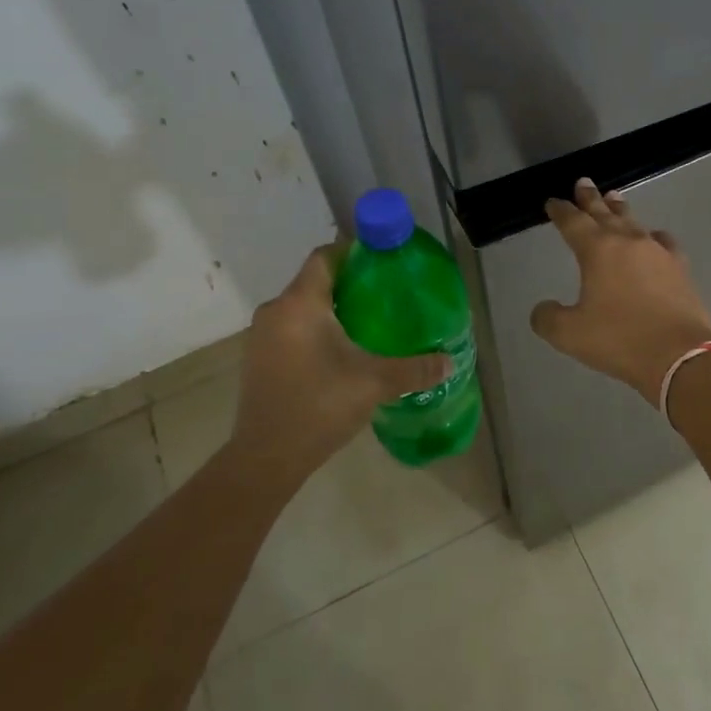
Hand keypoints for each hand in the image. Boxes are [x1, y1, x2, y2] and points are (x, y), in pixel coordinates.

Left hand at [230, 244, 450, 491]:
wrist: (265, 458)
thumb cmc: (319, 406)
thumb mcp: (375, 383)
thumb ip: (415, 369)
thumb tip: (450, 362)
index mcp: (300, 304)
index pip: (325, 257)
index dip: (354, 251)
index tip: (383, 260)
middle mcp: (276, 311)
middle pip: (316, 281)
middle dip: (350, 283)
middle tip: (386, 293)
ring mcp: (262, 336)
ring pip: (303, 307)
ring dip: (333, 308)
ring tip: (370, 322)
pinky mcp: (259, 359)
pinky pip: (292, 328)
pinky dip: (316, 329)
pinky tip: (342, 351)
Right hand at [532, 178, 710, 401]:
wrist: (680, 354)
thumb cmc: (620, 340)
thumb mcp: (570, 334)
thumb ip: (548, 318)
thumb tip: (543, 309)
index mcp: (597, 251)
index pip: (573, 222)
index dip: (560, 211)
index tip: (552, 202)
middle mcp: (627, 242)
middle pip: (604, 213)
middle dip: (590, 198)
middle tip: (583, 183)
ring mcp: (658, 252)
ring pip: (633, 222)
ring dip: (619, 210)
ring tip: (614, 199)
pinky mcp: (680, 268)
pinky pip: (662, 241)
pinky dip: (651, 236)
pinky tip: (653, 238)